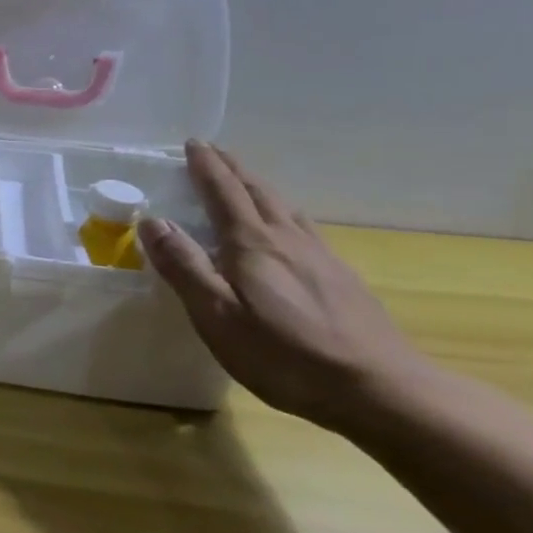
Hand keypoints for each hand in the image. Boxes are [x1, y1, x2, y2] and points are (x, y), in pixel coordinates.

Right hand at [138, 141, 429, 428]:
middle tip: (213, 152)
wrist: (378, 388)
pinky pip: (302, 228)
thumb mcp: (217, 314)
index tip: (193, 143)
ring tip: (243, 181)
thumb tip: (153, 222)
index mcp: (252, 243)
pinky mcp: (340, 277)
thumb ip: (184, 266)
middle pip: (257, 191)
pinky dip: (282, 212)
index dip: (206, 166)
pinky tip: (285, 228)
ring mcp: (319, 256)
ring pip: (284, 207)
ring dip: (258, 187)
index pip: (223, 192)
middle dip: (232, 168)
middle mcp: (287, 239)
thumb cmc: (283, 354)